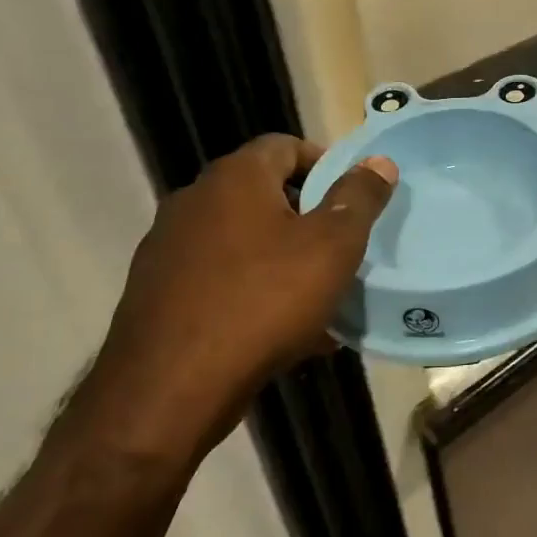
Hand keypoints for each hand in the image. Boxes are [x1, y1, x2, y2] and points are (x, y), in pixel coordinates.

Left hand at [86, 135, 395, 463]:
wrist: (169, 390)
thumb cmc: (263, 302)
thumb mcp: (332, 246)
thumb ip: (359, 197)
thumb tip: (379, 161)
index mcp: (234, 178)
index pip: (284, 145)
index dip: (324, 163)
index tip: (352, 198)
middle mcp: (194, 202)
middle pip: (263, 193)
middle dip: (307, 216)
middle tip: (342, 248)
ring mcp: (168, 248)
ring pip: (243, 240)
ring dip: (283, 257)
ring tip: (318, 295)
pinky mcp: (157, 293)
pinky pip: (221, 279)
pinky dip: (254, 291)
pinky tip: (283, 331)